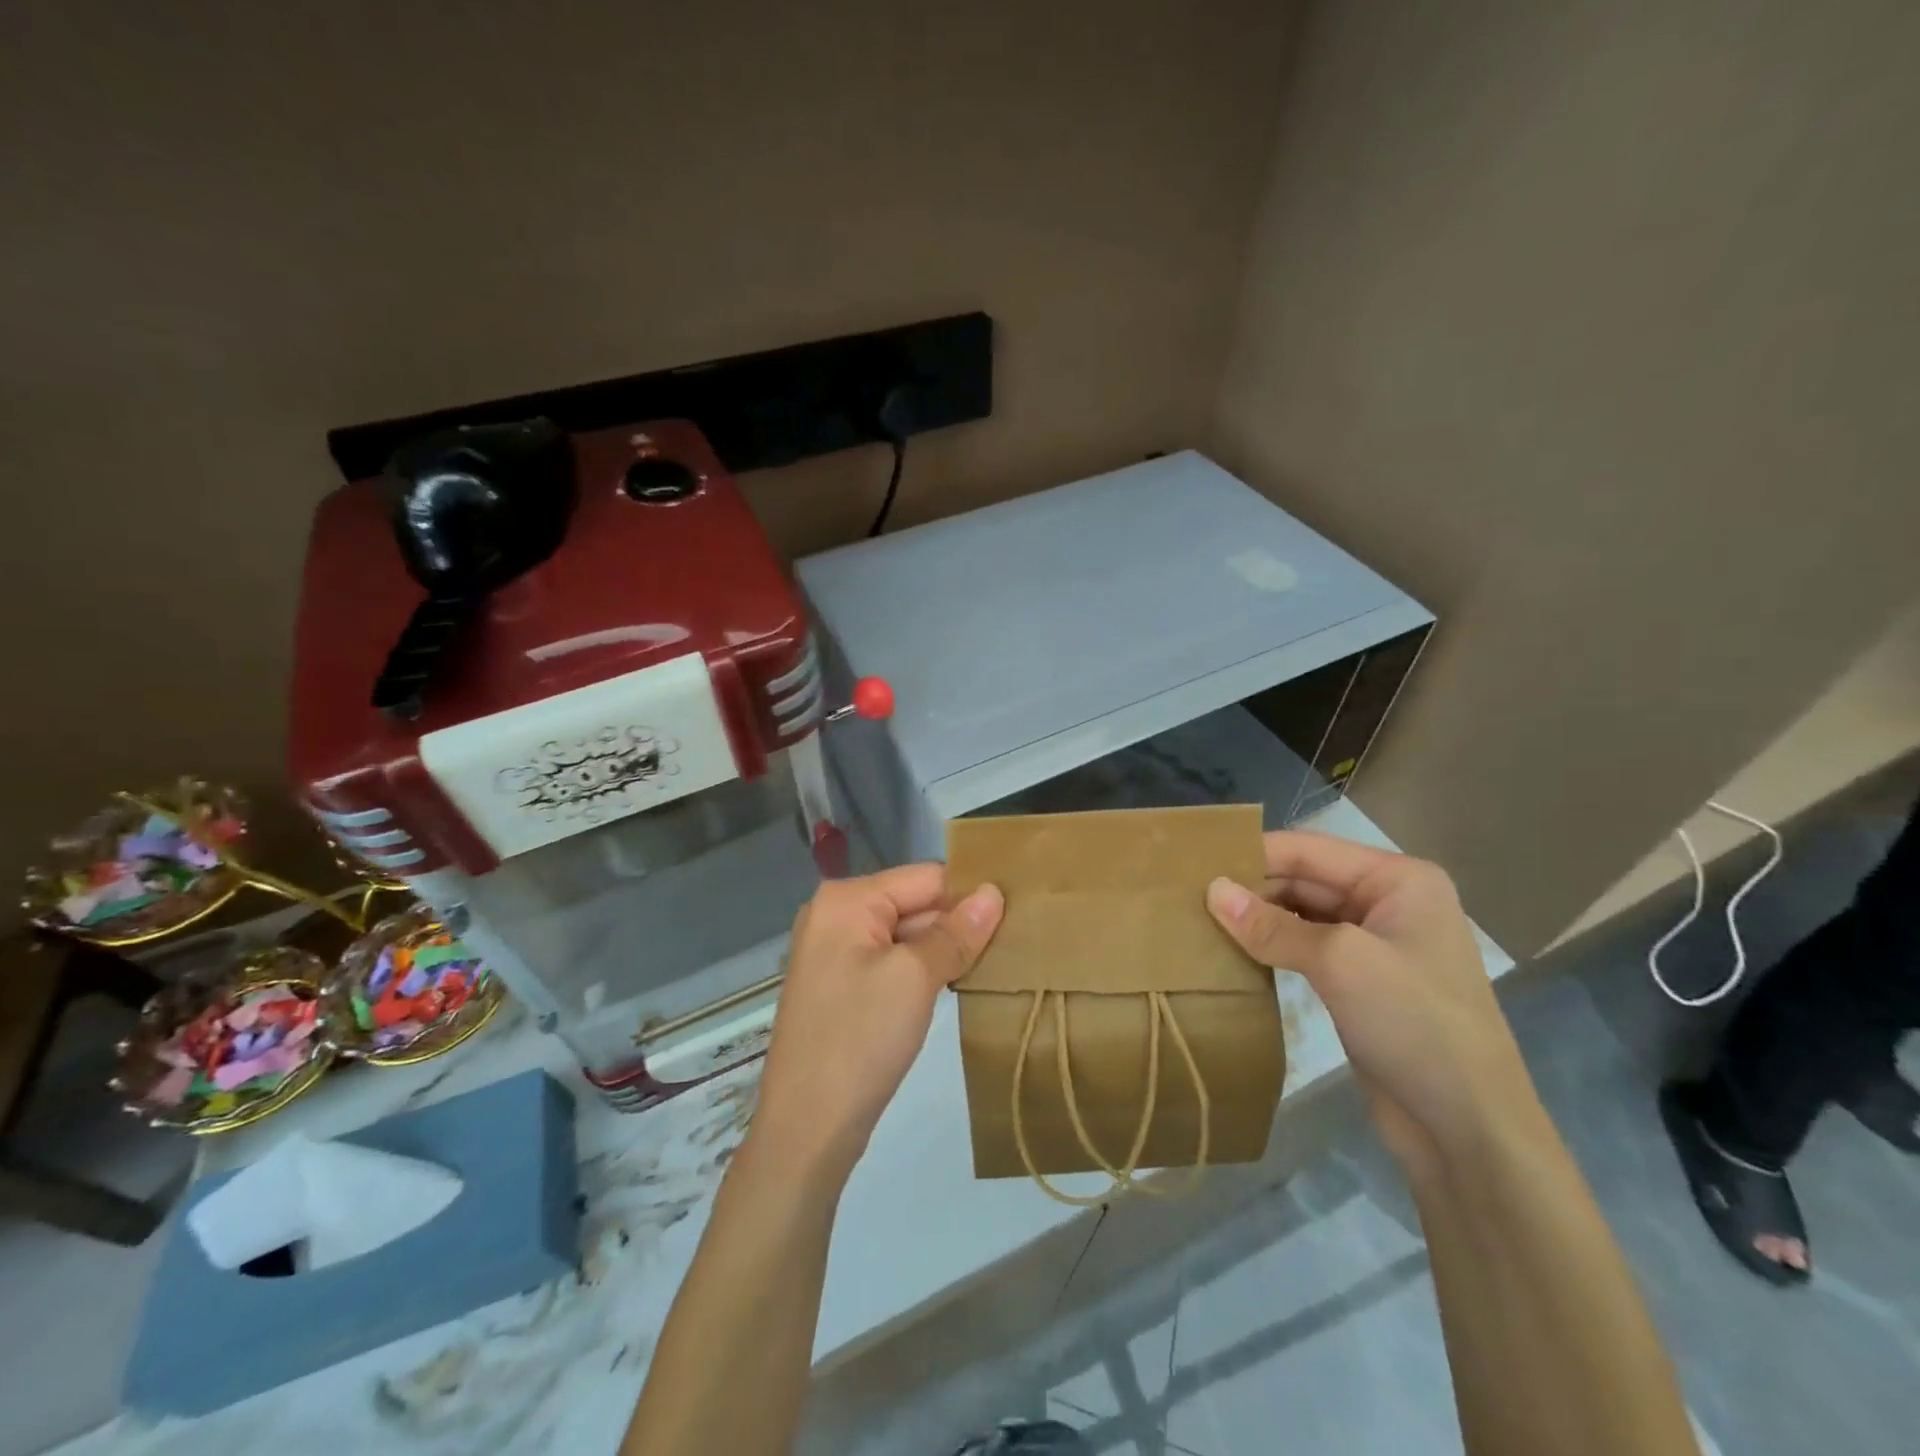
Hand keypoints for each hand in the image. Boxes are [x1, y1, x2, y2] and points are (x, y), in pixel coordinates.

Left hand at [748, 865, 1003, 1185]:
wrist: (807, 1128)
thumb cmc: (860, 1039)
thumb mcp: (915, 977)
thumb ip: (955, 932)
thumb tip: (993, 892)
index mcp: (846, 899)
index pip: (924, 877)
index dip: (969, 893)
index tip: (1018, 911)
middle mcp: (836, 915)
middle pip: (914, 903)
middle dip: (958, 922)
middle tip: (1016, 940)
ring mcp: (836, 952)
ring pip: (906, 935)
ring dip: (945, 948)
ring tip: (996, 960)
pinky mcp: (843, 986)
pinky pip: (893, 961)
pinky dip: (924, 969)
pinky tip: (958, 982)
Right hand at [1205, 832, 1536, 1184]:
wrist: (1468, 1130)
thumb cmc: (1415, 1025)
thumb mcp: (1340, 962)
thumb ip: (1272, 925)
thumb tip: (1211, 891)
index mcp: (1398, 879)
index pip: (1309, 850)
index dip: (1252, 854)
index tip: (1194, 864)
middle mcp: (1388, 902)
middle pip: (1303, 879)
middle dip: (1251, 888)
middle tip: (1188, 897)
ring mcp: (1375, 944)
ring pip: (1300, 914)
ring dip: (1257, 919)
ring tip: (1199, 921)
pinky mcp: (1359, 983)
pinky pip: (1305, 949)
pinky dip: (1271, 948)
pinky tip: (1233, 953)